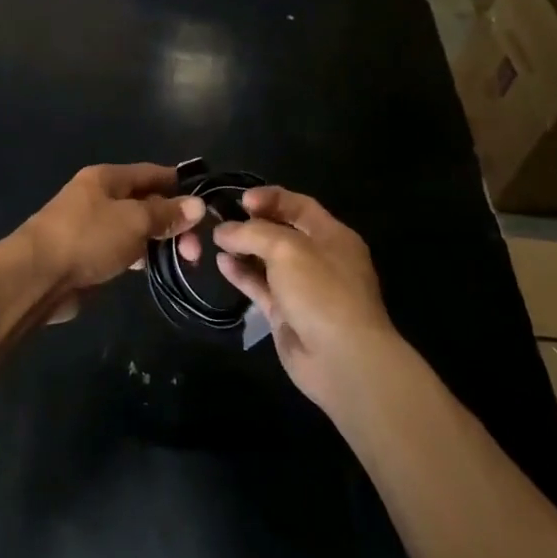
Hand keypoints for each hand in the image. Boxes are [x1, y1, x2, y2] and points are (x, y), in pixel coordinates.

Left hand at [21, 164, 204, 322]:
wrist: (36, 277)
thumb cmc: (88, 237)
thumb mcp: (135, 221)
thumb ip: (166, 214)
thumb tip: (198, 205)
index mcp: (107, 178)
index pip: (152, 173)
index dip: (179, 185)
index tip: (206, 203)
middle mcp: (98, 197)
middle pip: (145, 203)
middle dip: (173, 222)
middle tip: (194, 250)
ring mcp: (90, 226)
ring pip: (135, 228)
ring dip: (158, 241)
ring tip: (183, 261)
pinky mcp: (86, 254)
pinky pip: (121, 249)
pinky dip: (139, 256)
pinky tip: (152, 268)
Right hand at [211, 187, 397, 414]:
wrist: (342, 359)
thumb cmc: (321, 291)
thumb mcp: (287, 250)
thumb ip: (253, 233)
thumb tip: (223, 230)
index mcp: (333, 236)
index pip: (299, 206)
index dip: (271, 198)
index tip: (241, 199)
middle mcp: (320, 258)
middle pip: (283, 232)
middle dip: (253, 223)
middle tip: (221, 217)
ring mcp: (303, 288)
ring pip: (269, 261)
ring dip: (244, 248)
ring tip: (215, 239)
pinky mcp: (287, 314)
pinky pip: (261, 286)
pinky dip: (242, 274)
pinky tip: (221, 263)